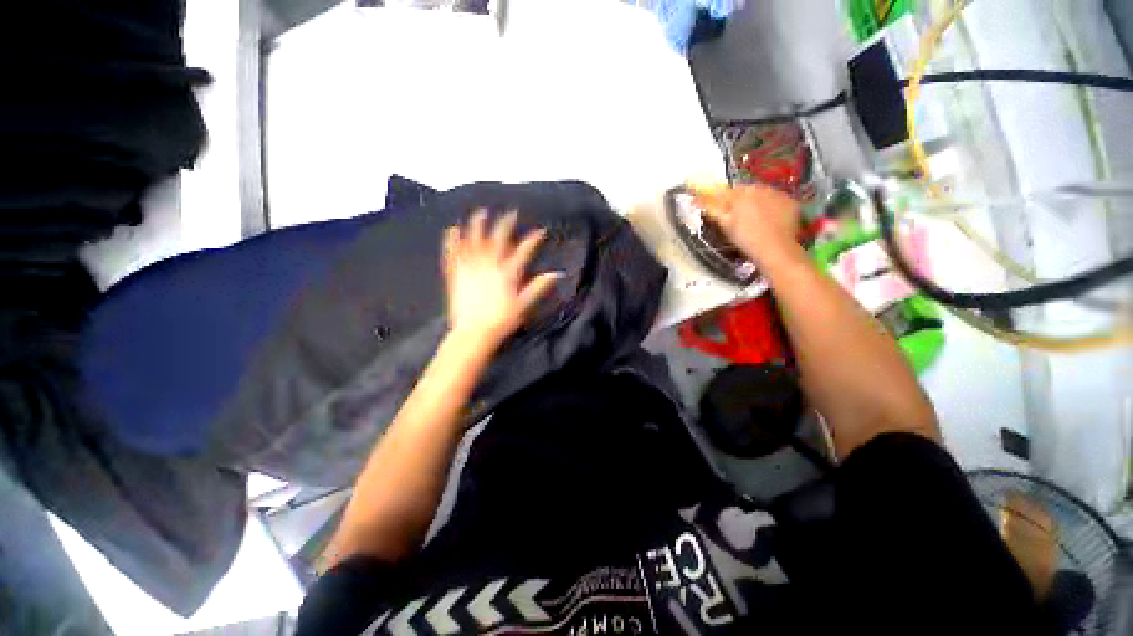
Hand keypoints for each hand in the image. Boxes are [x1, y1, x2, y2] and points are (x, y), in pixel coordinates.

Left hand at [442, 209, 560, 346]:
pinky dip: (451, 240)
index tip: (540, 230)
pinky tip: (451, 229)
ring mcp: (470, 267)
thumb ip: (539, 287)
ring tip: (480, 212)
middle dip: (506, 224)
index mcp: (507, 273)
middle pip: (498, 239)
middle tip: (510, 213)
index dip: (532, 240)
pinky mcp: (456, 274)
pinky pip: (452, 254)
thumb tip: (556, 274)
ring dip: (477, 225)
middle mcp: (489, 265)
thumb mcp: (524, 304)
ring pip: (474, 241)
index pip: (523, 251)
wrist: (474, 332)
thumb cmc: (502, 320)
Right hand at [693, 184, 802, 267]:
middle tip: (737, 217)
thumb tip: (695, 200)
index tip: (720, 208)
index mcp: (742, 193)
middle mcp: (761, 188)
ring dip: (757, 202)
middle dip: (740, 200)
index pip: (727, 190)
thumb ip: (712, 209)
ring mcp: (779, 194)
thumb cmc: (745, 238)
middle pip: (746, 190)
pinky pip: (777, 201)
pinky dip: (772, 207)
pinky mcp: (791, 202)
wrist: (775, 249)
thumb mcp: (725, 225)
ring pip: (763, 194)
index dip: (721, 198)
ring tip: (755, 220)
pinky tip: (770, 221)